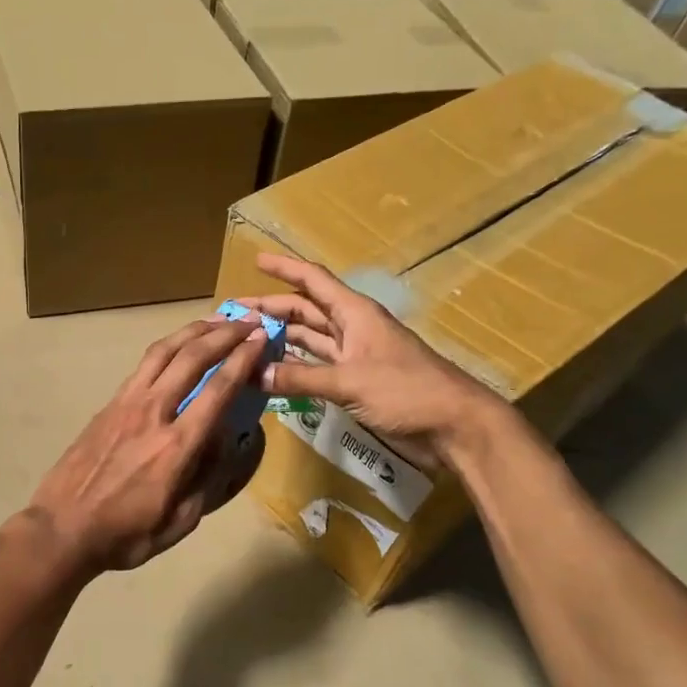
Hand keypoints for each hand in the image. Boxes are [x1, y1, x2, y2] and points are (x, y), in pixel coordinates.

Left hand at [27, 316, 269, 574]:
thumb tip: (230, 442)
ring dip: (194, 331)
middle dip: (224, 334)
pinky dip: (167, 347)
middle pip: (192, 358)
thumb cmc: (126, 534)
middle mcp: (153, 413)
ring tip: (216, 321)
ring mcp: (126, 404)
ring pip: (164, 352)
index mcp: (177, 446)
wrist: (63, 528)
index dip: (243, 359)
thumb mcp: (180, 522)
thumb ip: (210, 479)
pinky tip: (178, 346)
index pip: (218, 389)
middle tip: (248, 321)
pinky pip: (143, 365)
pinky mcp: (108, 404)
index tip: (261, 339)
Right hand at [239, 253, 506, 466]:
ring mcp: (354, 356)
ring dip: (280, 338)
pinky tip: (271, 371)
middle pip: (305, 310)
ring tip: (245, 341)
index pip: (313, 281)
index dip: (285, 268)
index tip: (255, 260)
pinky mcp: (356, 383)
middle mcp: (352, 328)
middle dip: (271, 309)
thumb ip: (301, 378)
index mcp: (355, 313)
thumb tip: (254, 373)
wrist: (452, 426)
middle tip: (234, 315)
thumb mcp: (350, 381)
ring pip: (309, 339)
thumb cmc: (406, 390)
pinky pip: (316, 367)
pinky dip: (294, 368)